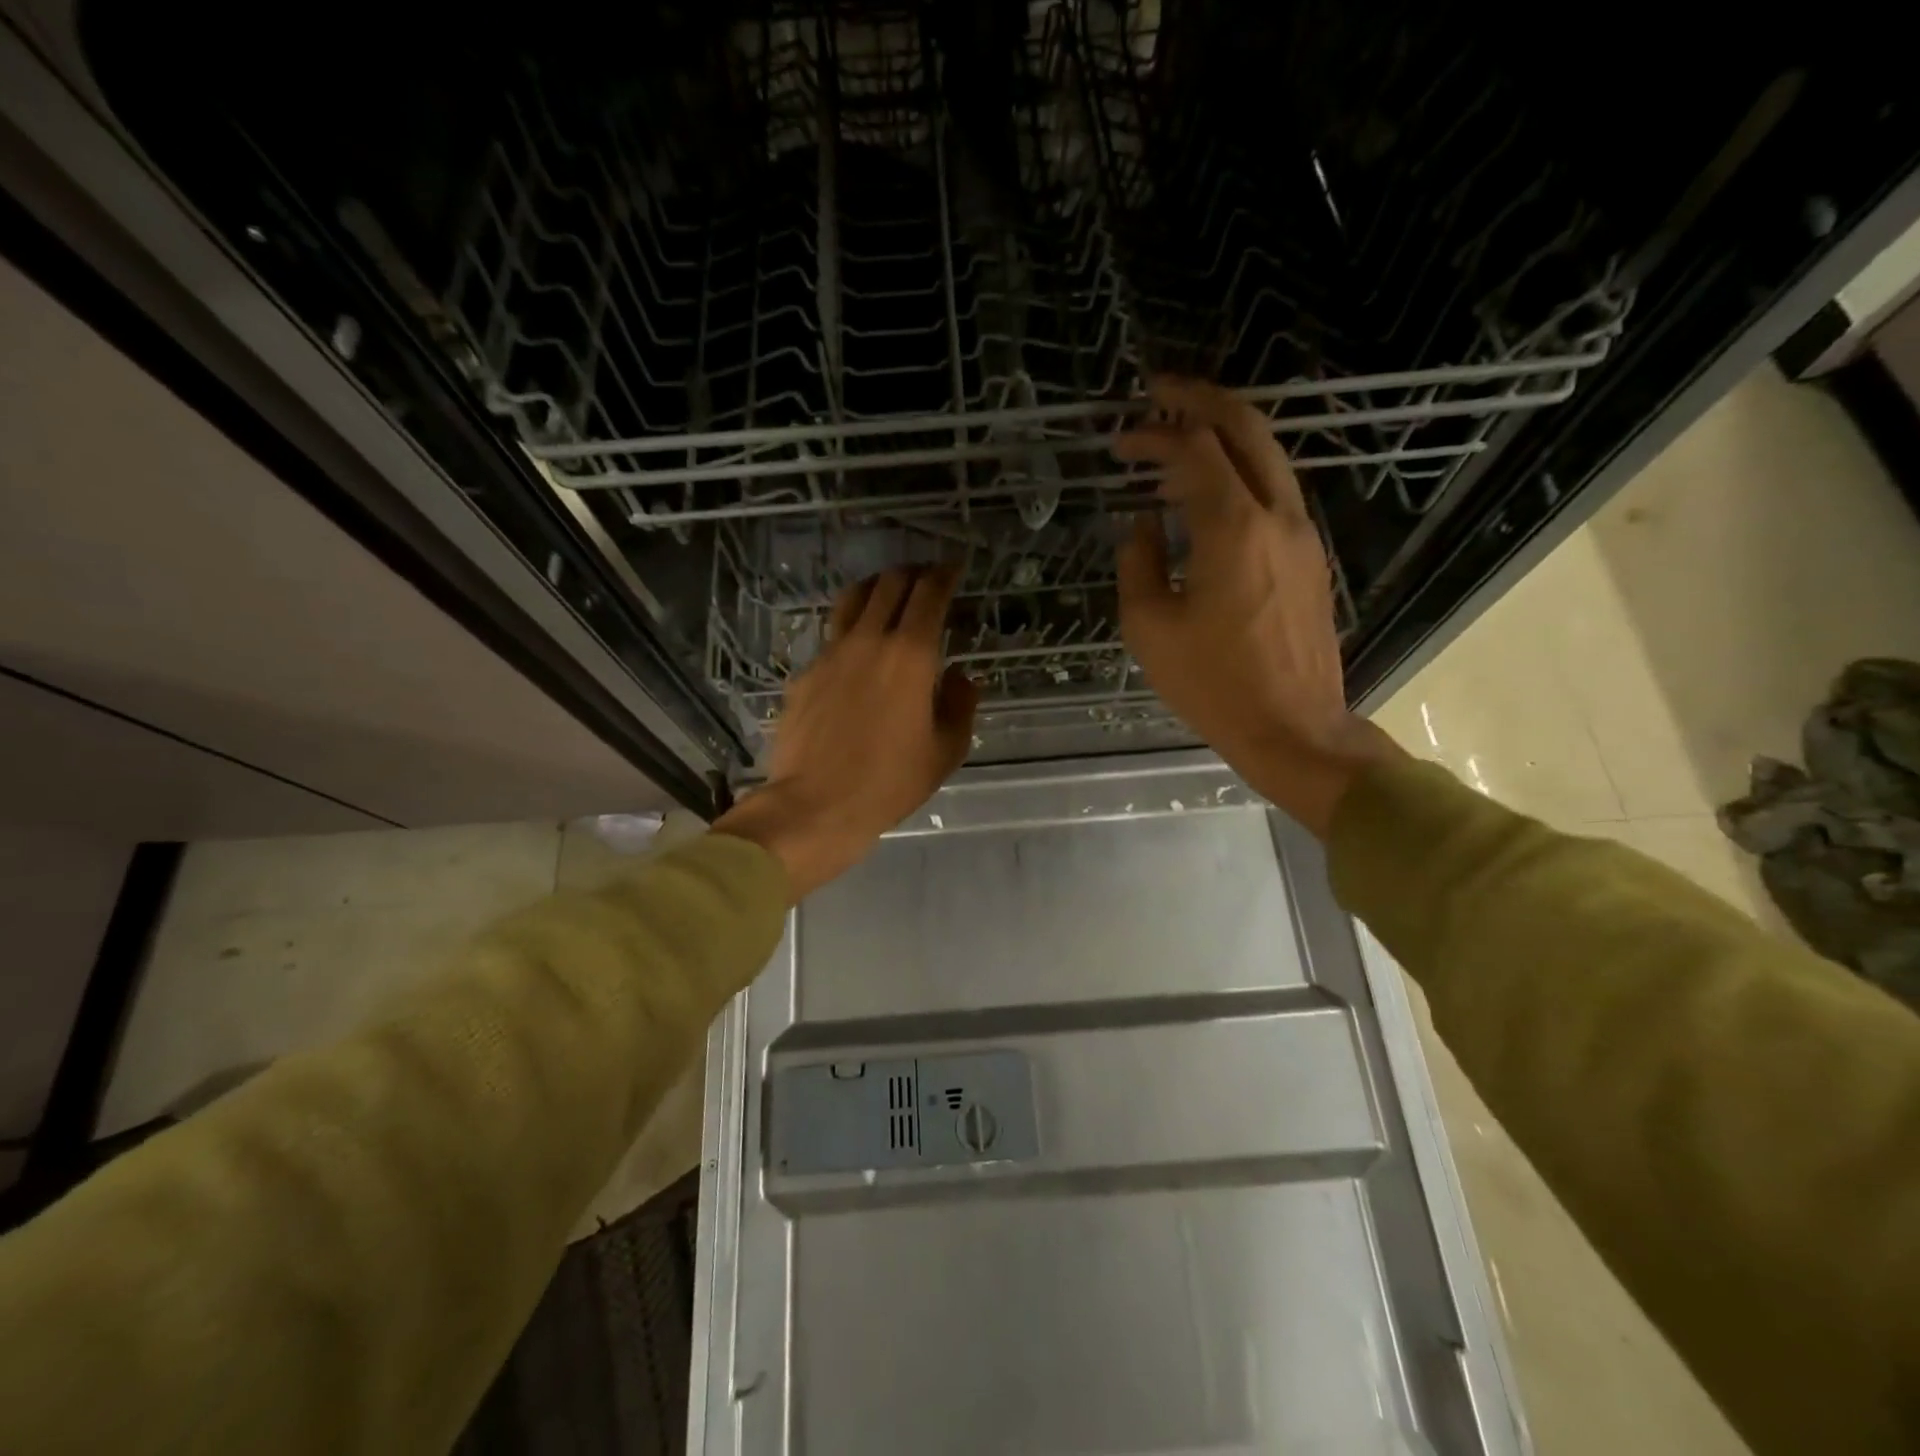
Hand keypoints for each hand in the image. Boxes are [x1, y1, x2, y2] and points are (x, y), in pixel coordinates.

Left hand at [713, 567, 977, 900]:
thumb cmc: (890, 782)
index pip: (930, 594)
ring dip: (875, 587)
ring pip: (853, 600)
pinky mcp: (804, 673)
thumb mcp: (946, 751)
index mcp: (911, 655)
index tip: (954, 568)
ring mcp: (830, 654)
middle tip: (925, 578)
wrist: (816, 804)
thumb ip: (961, 705)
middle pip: (890, 584)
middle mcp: (870, 641)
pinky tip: (855, 650)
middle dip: (912, 573)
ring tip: (886, 593)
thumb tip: (961, 678)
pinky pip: (831, 637)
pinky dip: (850, 629)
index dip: (945, 574)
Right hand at [1114, 377, 1398, 836]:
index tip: (1121, 440)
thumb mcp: (1150, 627)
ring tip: (1178, 444)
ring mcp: (1304, 534)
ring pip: (1269, 456)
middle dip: (1202, 399)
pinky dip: (1241, 474)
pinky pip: (1276, 492)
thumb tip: (1144, 523)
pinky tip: (1210, 496)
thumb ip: (1139, 562)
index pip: (1194, 450)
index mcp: (1233, 528)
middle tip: (1161, 391)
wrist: (1293, 727)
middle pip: (1247, 428)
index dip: (1154, 434)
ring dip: (1224, 436)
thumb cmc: (1213, 684)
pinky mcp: (1312, 558)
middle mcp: (1278, 516)